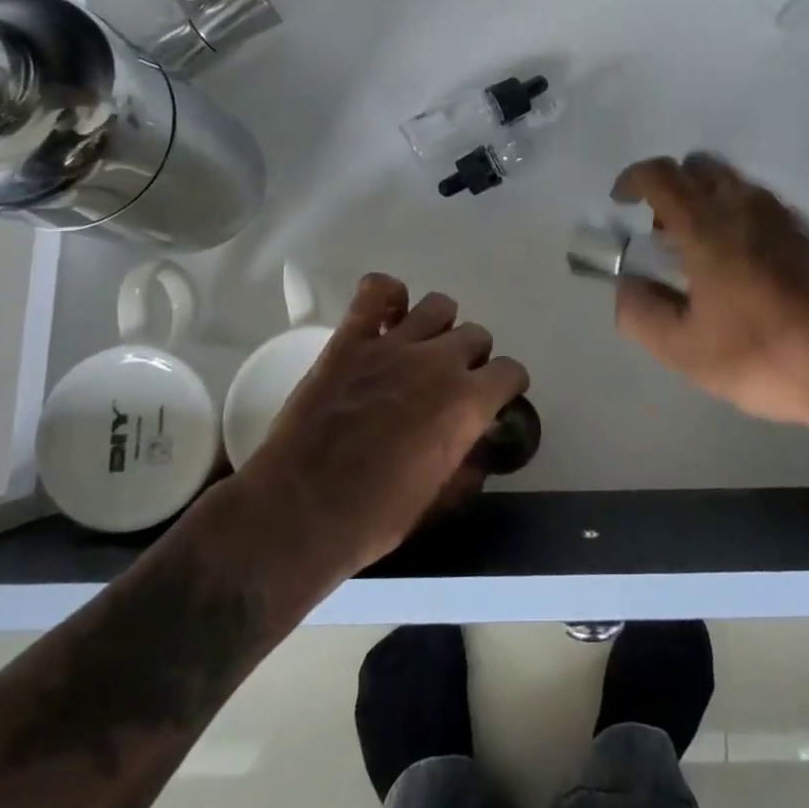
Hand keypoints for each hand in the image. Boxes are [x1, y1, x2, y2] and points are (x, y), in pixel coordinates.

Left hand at [234, 275, 528, 580]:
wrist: (298, 511)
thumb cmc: (373, 518)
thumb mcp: (436, 503)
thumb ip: (465, 471)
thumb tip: (478, 456)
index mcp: (467, 404)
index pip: (510, 371)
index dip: (506, 385)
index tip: (495, 397)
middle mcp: (438, 363)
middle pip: (476, 335)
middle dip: (472, 358)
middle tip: (451, 381)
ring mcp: (393, 345)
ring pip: (438, 305)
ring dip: (439, 326)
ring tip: (422, 348)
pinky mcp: (350, 339)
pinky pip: (377, 289)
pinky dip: (388, 294)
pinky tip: (386, 317)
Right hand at [610, 153, 808, 437]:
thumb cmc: (767, 353)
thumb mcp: (685, 349)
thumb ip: (641, 313)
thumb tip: (626, 285)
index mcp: (707, 223)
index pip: (660, 174)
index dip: (633, 180)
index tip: (620, 202)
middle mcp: (745, 203)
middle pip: (698, 167)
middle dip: (670, 189)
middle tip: (660, 233)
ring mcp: (784, 214)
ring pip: (732, 184)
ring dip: (704, 204)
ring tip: (698, 258)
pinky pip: (758, 205)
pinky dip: (735, 218)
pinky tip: (740, 270)